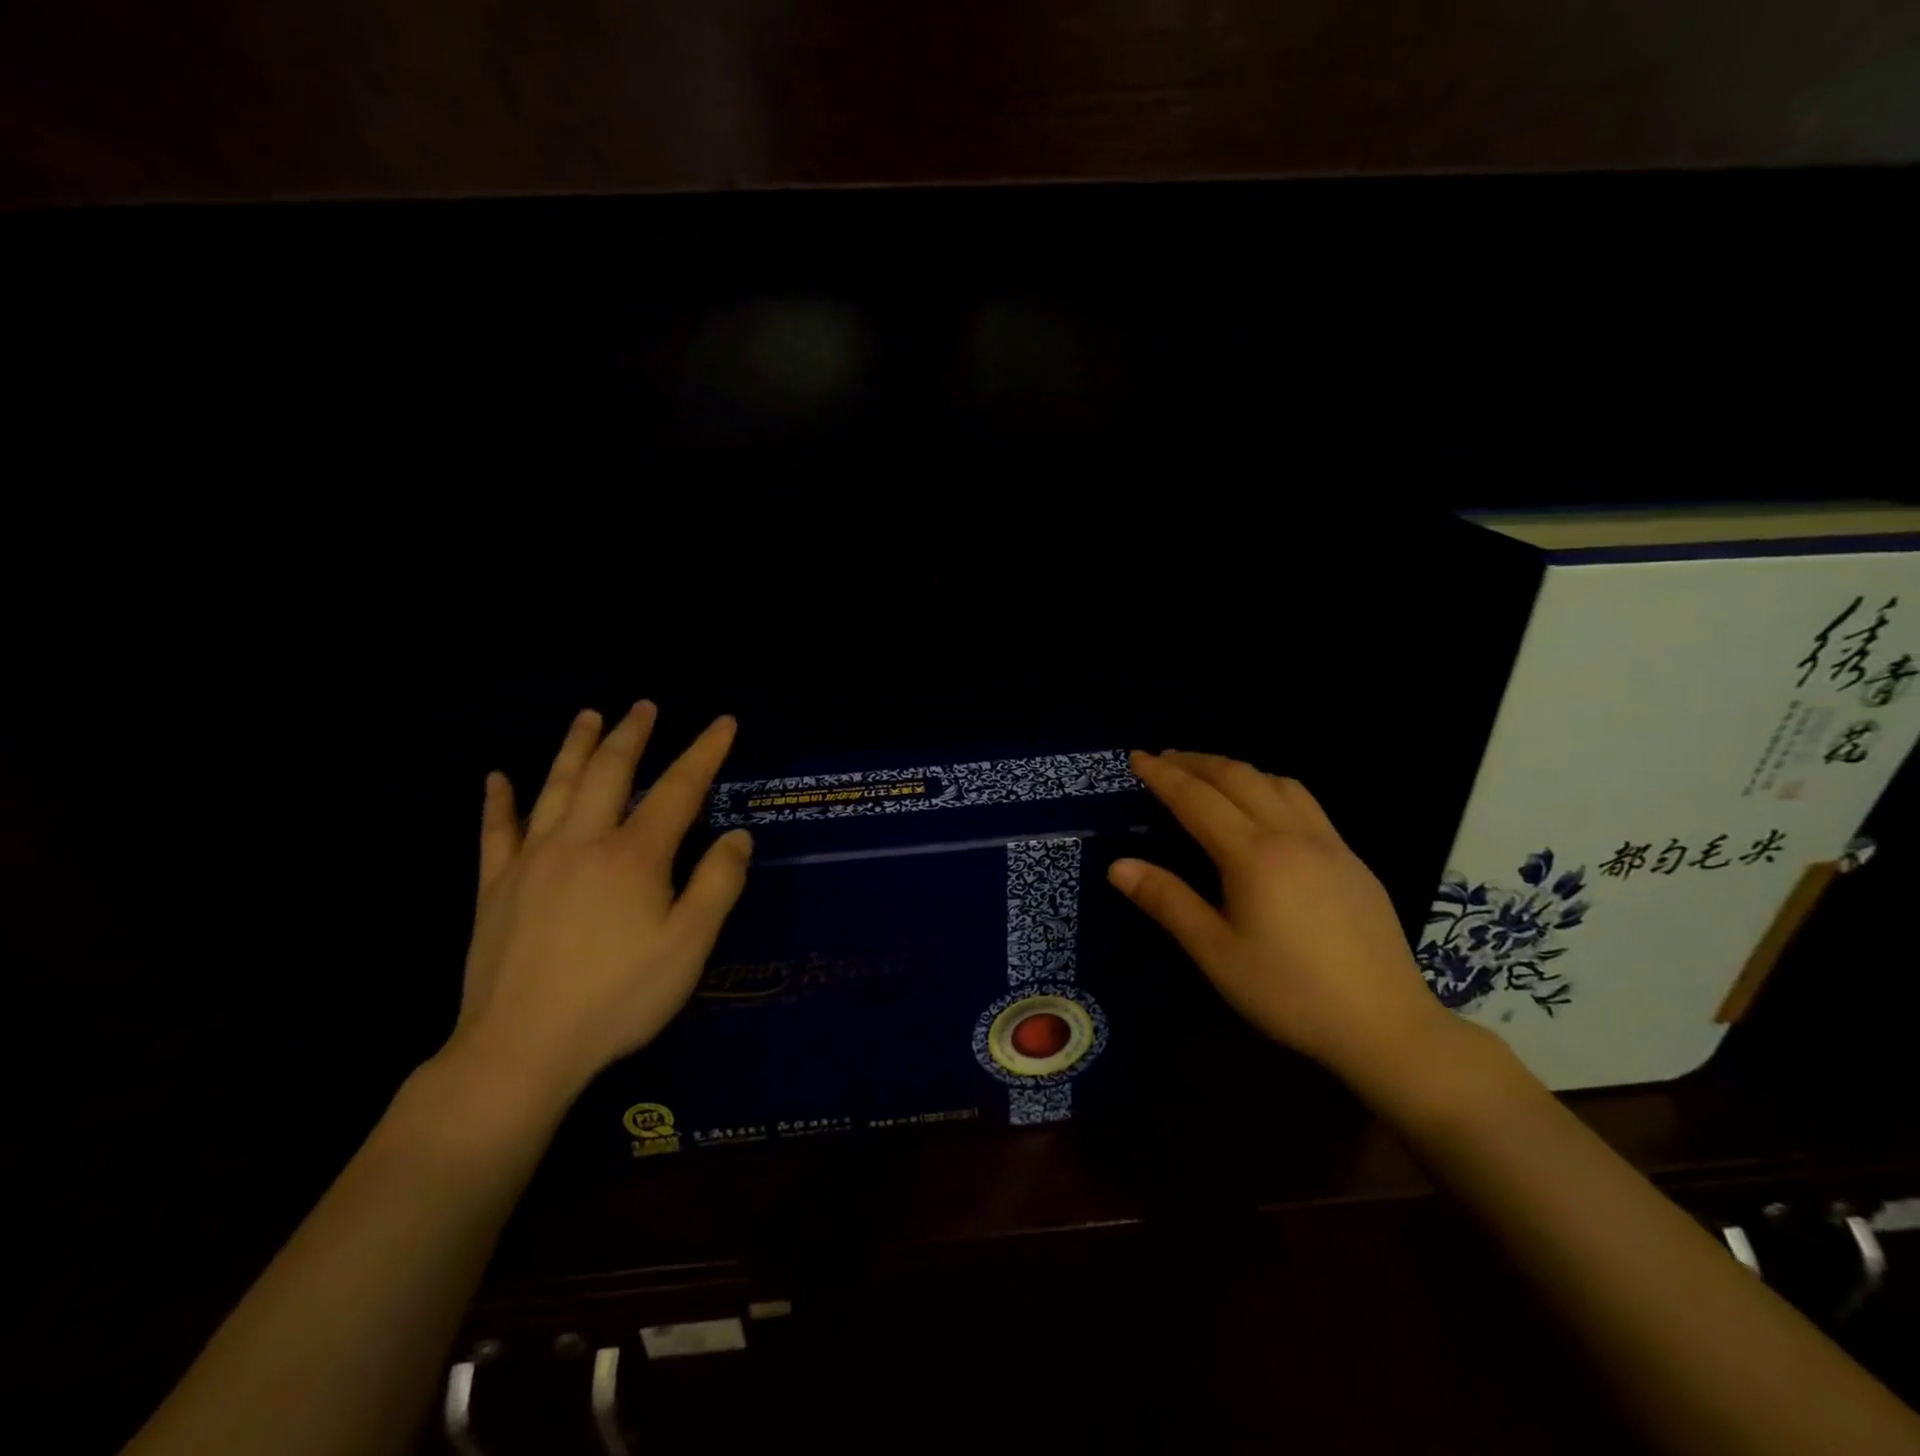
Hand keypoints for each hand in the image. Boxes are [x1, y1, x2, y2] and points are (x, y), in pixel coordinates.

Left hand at [445, 703, 751, 1104]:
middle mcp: (582, 842)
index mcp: (634, 856)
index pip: (678, 790)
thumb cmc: (618, 998)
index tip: (724, 722)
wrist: (520, 1050)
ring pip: (555, 788)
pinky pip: (496, 832)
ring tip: (588, 715)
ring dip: (575, 747)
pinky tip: (496, 778)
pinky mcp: (494, 888)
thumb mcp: (689, 946)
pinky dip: (498, 802)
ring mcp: (532, 861)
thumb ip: (717, 884)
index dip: (704, 752)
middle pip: (610, 772)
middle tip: (645, 706)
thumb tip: (737, 835)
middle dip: (632, 734)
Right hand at [1108, 750, 1451, 1085]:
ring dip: (1235, 769)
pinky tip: (1265, 809)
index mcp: (1253, 855)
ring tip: (1209, 777)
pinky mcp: (1352, 859)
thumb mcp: (1216, 953)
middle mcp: (1292, 834)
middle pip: (1237, 776)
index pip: (1197, 798)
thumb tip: (1117, 865)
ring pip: (1277, 782)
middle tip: (1163, 760)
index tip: (1136, 758)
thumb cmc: (1289, 992)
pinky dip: (1269, 786)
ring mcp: (1329, 843)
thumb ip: (1167, 902)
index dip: (1162, 775)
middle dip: (1195, 762)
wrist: (1386, 1024)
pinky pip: (1304, 801)